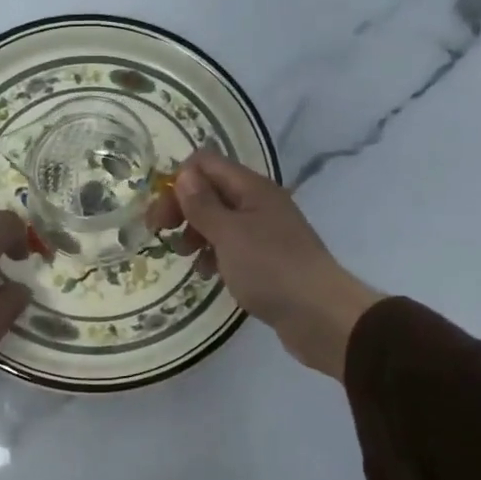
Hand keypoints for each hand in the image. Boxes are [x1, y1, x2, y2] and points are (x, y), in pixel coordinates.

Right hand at [151, 151, 382, 379]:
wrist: (319, 314)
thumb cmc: (270, 269)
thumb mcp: (229, 234)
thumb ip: (203, 204)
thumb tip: (184, 174)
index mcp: (252, 188)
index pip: (205, 164)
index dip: (178, 183)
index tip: (161, 216)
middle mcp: (259, 203)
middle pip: (210, 191)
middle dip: (183, 209)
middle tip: (162, 235)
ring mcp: (264, 232)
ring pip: (219, 220)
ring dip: (196, 233)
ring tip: (187, 257)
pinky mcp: (266, 259)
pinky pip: (232, 247)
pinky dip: (214, 255)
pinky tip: (208, 274)